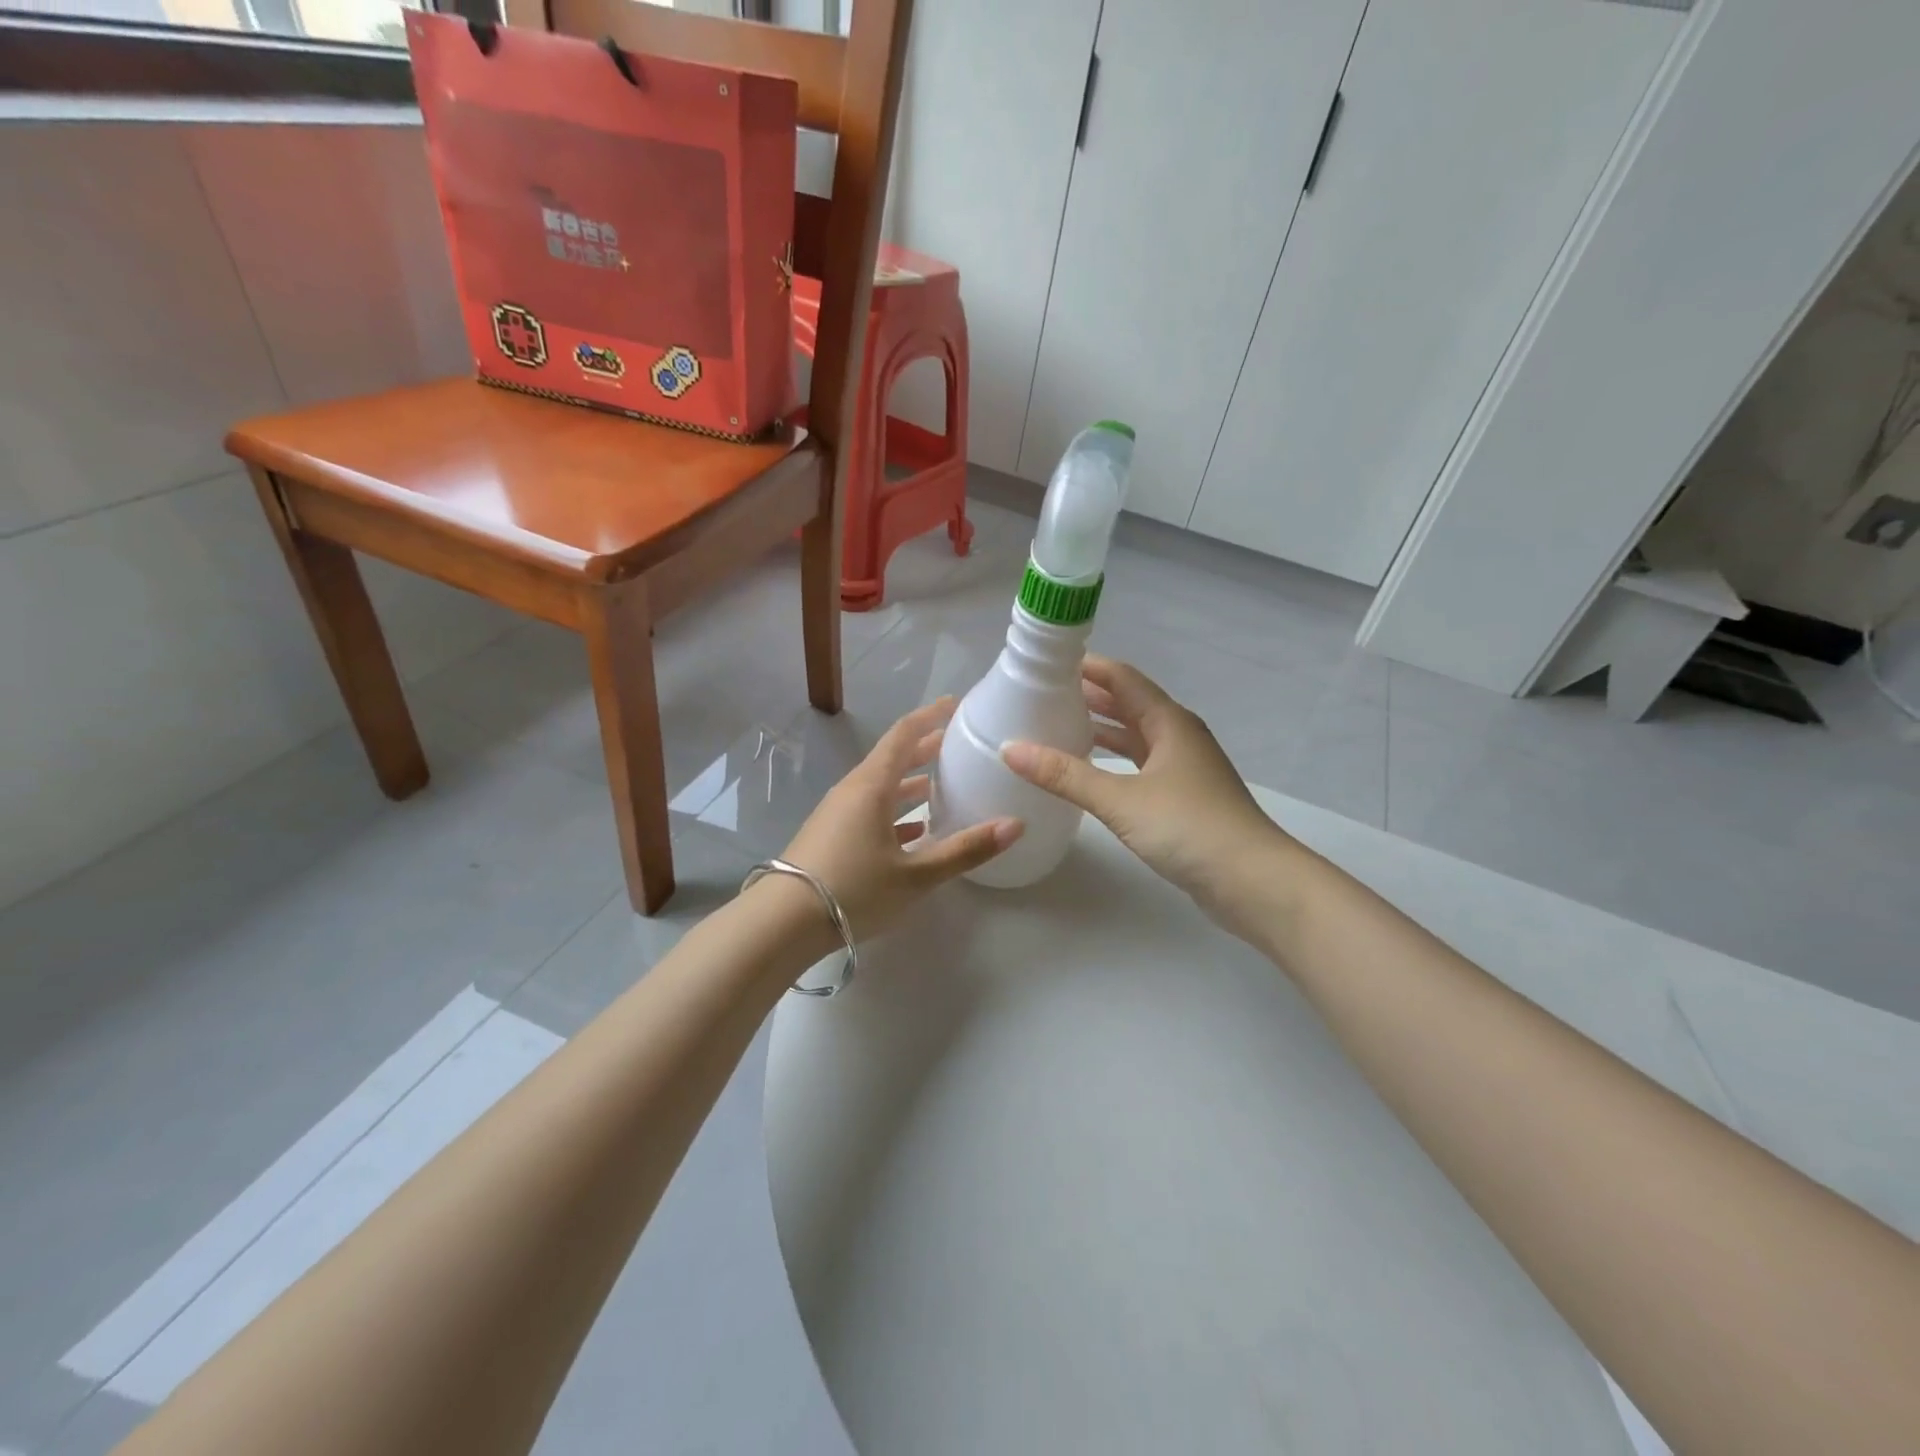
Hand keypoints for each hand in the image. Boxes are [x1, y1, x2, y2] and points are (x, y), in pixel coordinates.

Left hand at [782, 698, 1022, 938]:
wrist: (782, 923)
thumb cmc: (853, 890)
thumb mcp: (916, 875)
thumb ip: (966, 850)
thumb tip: (1015, 825)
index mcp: (872, 786)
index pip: (904, 734)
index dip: (931, 716)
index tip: (957, 705)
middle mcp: (853, 790)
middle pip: (893, 758)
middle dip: (925, 748)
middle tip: (957, 744)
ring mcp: (838, 813)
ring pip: (881, 786)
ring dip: (910, 782)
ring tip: (941, 785)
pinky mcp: (831, 835)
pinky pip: (869, 810)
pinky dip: (895, 810)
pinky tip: (915, 831)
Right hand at [1001, 656, 1294, 933]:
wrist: (1253, 881)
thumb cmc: (1189, 828)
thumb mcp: (1120, 799)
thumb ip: (1065, 775)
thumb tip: (1010, 749)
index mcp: (1169, 722)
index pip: (1122, 678)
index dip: (1087, 667)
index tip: (1046, 662)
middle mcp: (1178, 736)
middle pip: (1129, 704)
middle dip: (1089, 696)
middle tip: (1042, 695)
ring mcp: (1184, 768)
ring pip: (1136, 736)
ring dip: (1101, 729)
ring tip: (1058, 725)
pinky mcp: (1183, 797)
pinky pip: (1140, 765)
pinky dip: (1113, 761)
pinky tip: (1090, 772)